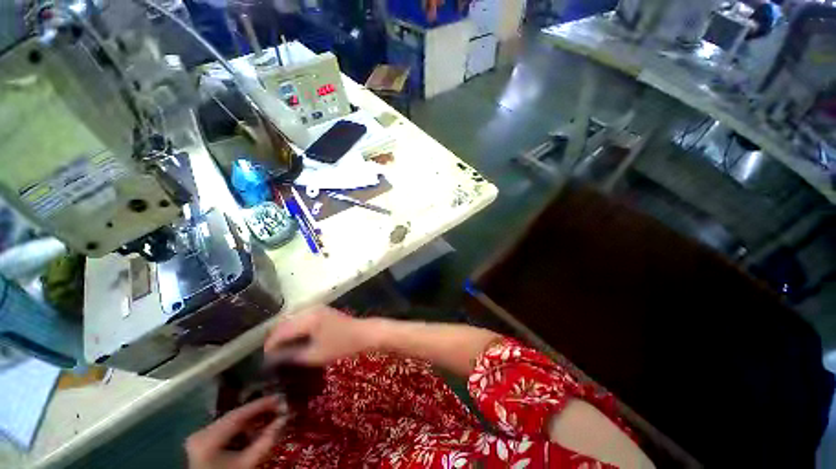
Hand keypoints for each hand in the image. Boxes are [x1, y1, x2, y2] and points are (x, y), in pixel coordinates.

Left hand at [186, 395, 287, 468]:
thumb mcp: (247, 463)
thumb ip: (265, 441)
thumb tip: (285, 419)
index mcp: (208, 439)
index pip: (238, 415)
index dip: (261, 405)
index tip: (280, 397)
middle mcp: (201, 433)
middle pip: (235, 416)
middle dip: (258, 411)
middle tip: (279, 405)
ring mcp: (199, 436)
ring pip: (231, 421)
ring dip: (251, 419)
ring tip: (270, 415)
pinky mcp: (202, 441)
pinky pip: (226, 428)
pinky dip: (242, 427)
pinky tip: (254, 429)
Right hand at [263, 306, 376, 365]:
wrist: (363, 333)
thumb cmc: (341, 345)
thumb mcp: (314, 355)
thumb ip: (291, 356)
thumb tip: (272, 359)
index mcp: (307, 318)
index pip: (280, 331)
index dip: (270, 345)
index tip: (264, 360)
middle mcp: (309, 309)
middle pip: (284, 323)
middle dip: (275, 338)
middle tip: (271, 356)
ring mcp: (317, 308)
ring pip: (292, 319)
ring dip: (284, 333)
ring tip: (281, 350)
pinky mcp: (322, 311)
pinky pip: (301, 318)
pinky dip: (294, 328)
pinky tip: (295, 340)